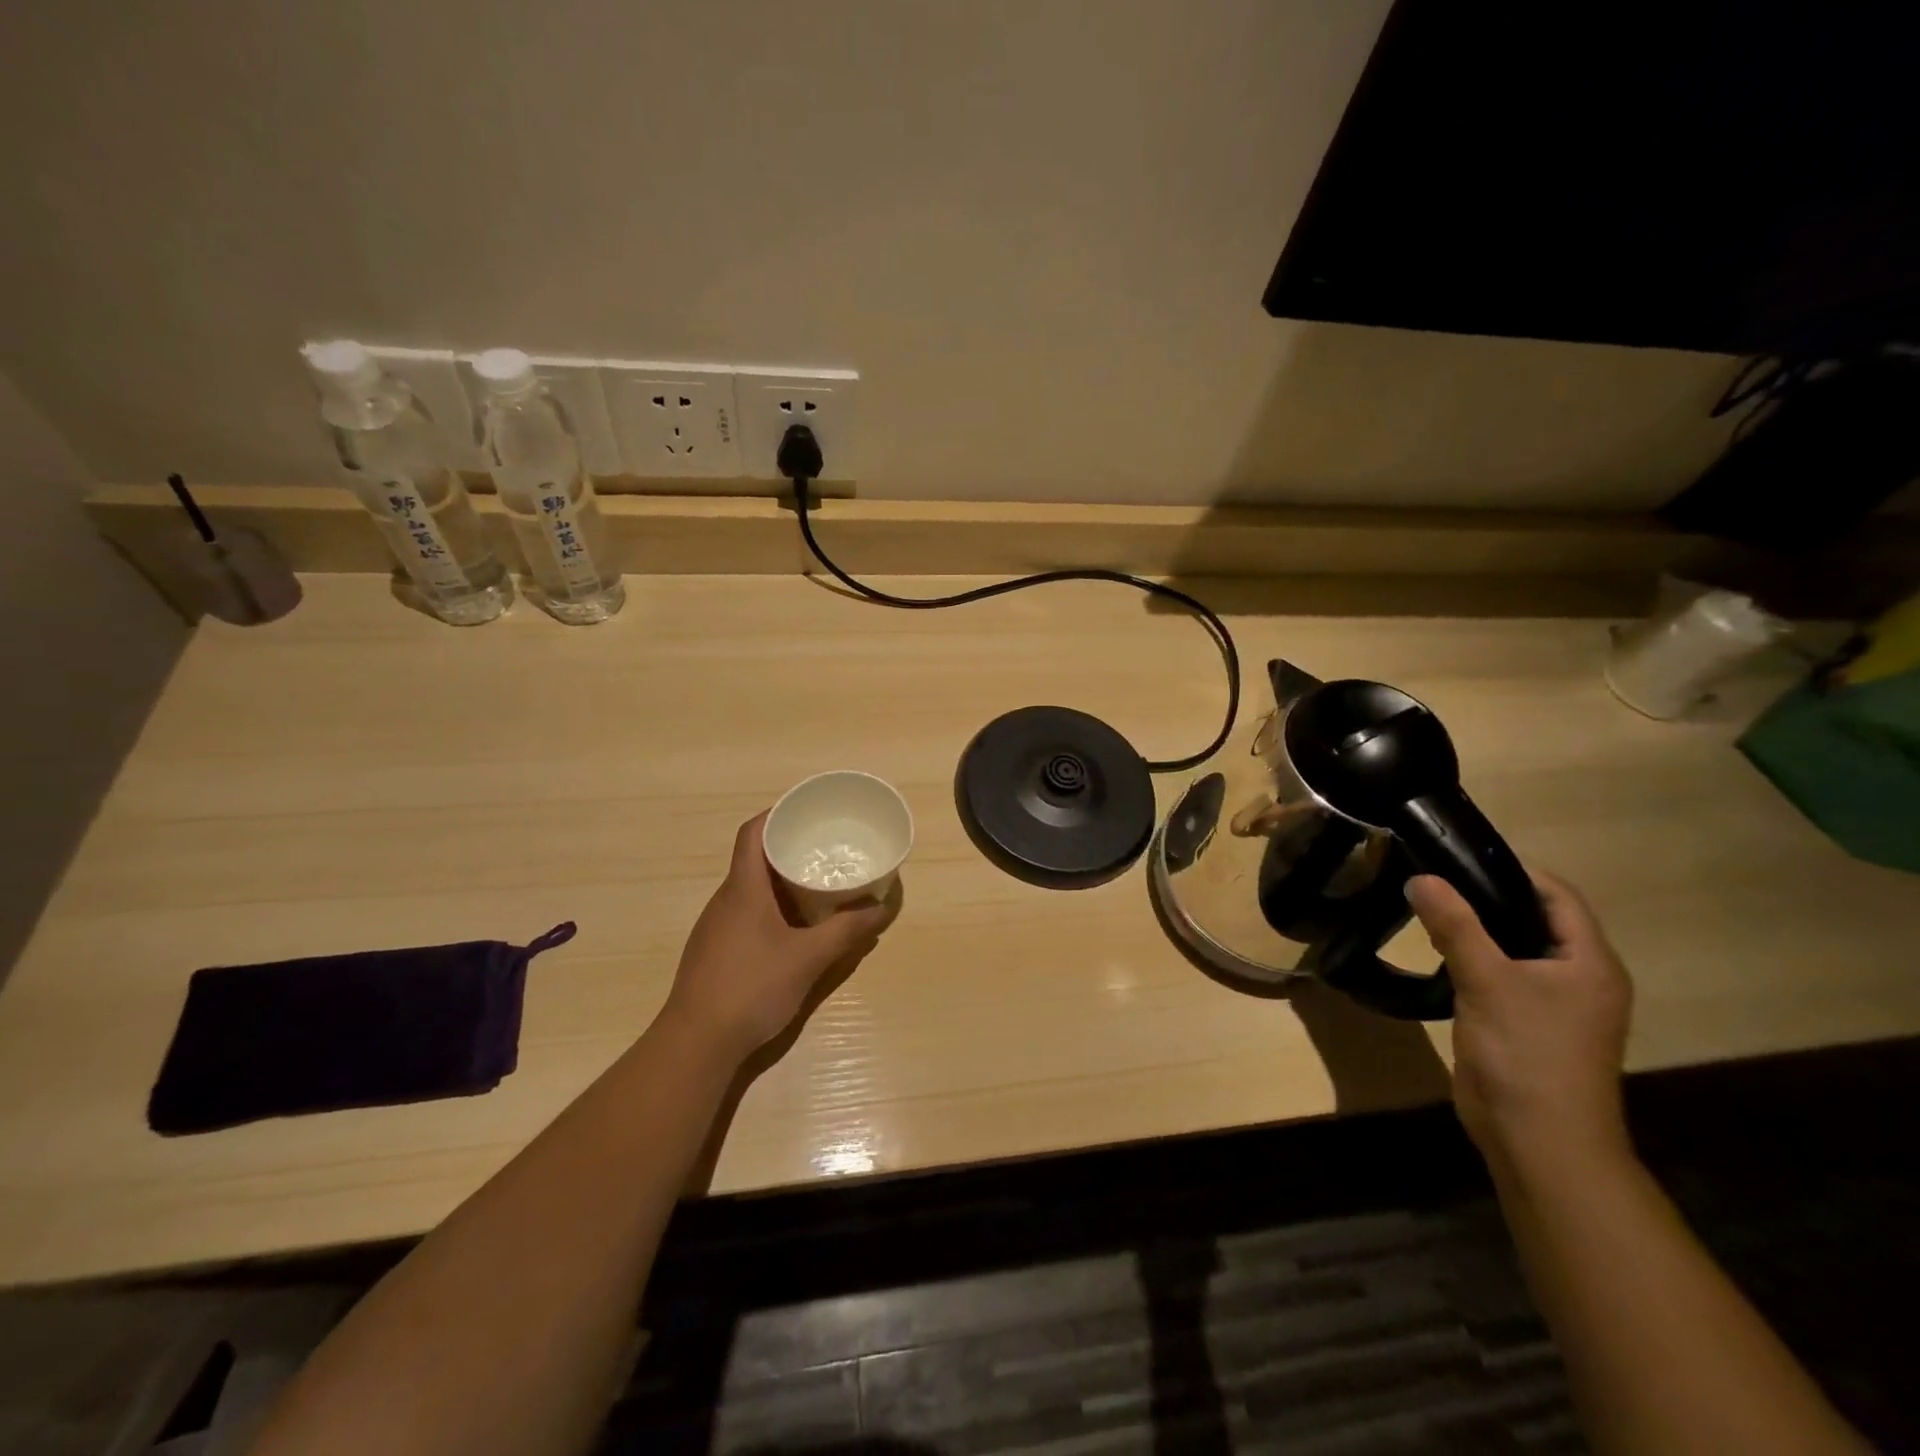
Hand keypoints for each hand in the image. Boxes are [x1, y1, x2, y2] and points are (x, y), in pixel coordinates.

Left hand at [663, 812, 894, 1063]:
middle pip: (754, 859)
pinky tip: (793, 930)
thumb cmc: (752, 987)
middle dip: (788, 849)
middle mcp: (725, 900)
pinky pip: (746, 914)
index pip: (752, 833)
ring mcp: (716, 928)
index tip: (806, 811)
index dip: (776, 814)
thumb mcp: (809, 958)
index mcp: (742, 889)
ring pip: (750, 890)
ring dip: (780, 882)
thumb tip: (883, 909)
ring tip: (817, 886)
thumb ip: (847, 931)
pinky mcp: (715, 952)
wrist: (696, 1044)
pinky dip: (771, 909)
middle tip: (825, 849)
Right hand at [1406, 871, 1632, 1174]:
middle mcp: (1580, 978)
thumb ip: (1455, 925)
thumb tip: (1421, 877)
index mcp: (1589, 962)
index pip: (1557, 895)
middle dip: (1487, 897)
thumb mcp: (1487, 980)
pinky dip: (1473, 959)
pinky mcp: (1527, 1025)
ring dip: (1477, 930)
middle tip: (1433, 879)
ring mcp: (1555, 1005)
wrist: (1539, 1141)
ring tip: (1427, 909)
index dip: (1513, 870)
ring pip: (1515, 949)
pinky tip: (1437, 954)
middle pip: (1535, 919)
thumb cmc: (1527, 1053)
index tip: (1457, 856)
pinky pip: (1501, 976)